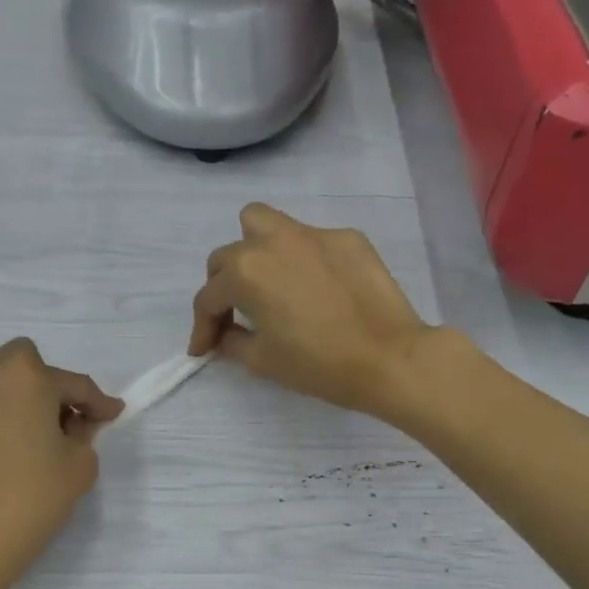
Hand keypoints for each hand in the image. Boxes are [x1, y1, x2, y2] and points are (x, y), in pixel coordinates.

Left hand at [0, 339, 121, 586]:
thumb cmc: (33, 501)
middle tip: (55, 420)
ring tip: (9, 414)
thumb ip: (84, 433)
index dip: (97, 402)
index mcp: (30, 378)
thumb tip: (74, 422)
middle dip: (43, 382)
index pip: (74, 384)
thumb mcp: (80, 467)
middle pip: (22, 359)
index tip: (110, 415)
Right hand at [189, 202, 436, 420]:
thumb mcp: (263, 360)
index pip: (209, 296)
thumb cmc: (317, 364)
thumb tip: (224, 336)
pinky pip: (309, 240)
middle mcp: (273, 240)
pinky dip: (301, 261)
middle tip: (234, 317)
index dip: (201, 327)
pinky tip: (317, 289)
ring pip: (264, 224)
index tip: (202, 350)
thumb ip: (232, 342)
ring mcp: (313, 234)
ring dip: (253, 250)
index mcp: (246, 271)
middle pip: (229, 255)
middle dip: (222, 287)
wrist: (388, 357)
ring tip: (267, 283)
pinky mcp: (347, 237)